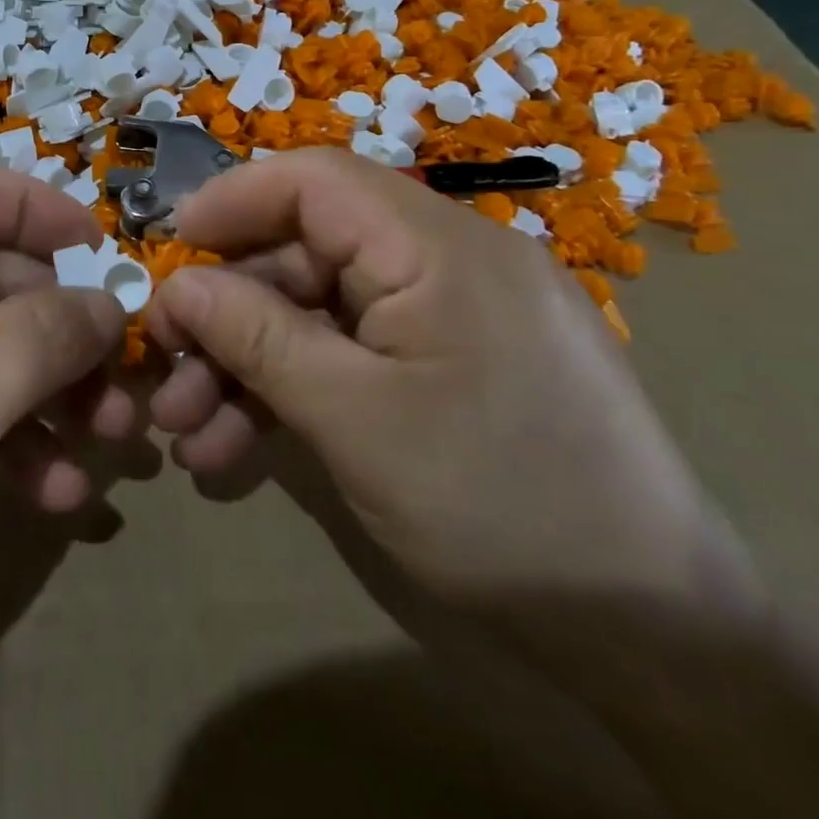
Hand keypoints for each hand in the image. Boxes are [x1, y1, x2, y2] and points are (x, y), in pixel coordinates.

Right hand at [144, 150, 741, 603]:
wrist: (655, 639)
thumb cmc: (499, 508)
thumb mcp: (354, 419)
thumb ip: (257, 337)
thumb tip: (175, 285)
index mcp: (439, 246)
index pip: (315, 180)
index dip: (232, 202)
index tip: (167, 248)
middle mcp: (446, 261)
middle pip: (306, 256)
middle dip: (226, 316)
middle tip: (163, 374)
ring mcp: (449, 316)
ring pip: (320, 315)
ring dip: (248, 368)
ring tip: (189, 438)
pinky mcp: (448, 365)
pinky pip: (355, 354)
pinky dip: (295, 393)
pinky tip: (239, 452)